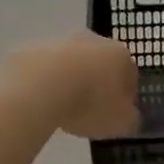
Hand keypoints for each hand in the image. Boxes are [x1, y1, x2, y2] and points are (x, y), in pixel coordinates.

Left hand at [0, 32, 139, 139]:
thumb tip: (128, 115)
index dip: (126, 96)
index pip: (130, 74)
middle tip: (91, 110)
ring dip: (71, 81)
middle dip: (98, 83)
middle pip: (100, 64)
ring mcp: (61, 42)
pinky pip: (46, 69)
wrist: (39, 87)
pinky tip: (42, 102)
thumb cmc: (90, 103)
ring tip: (63, 108)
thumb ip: (130, 118)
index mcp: (120, 55)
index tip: (118, 114)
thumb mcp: (121, 122)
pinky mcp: (33, 49)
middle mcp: (93, 40)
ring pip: (72, 64)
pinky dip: (46, 82)